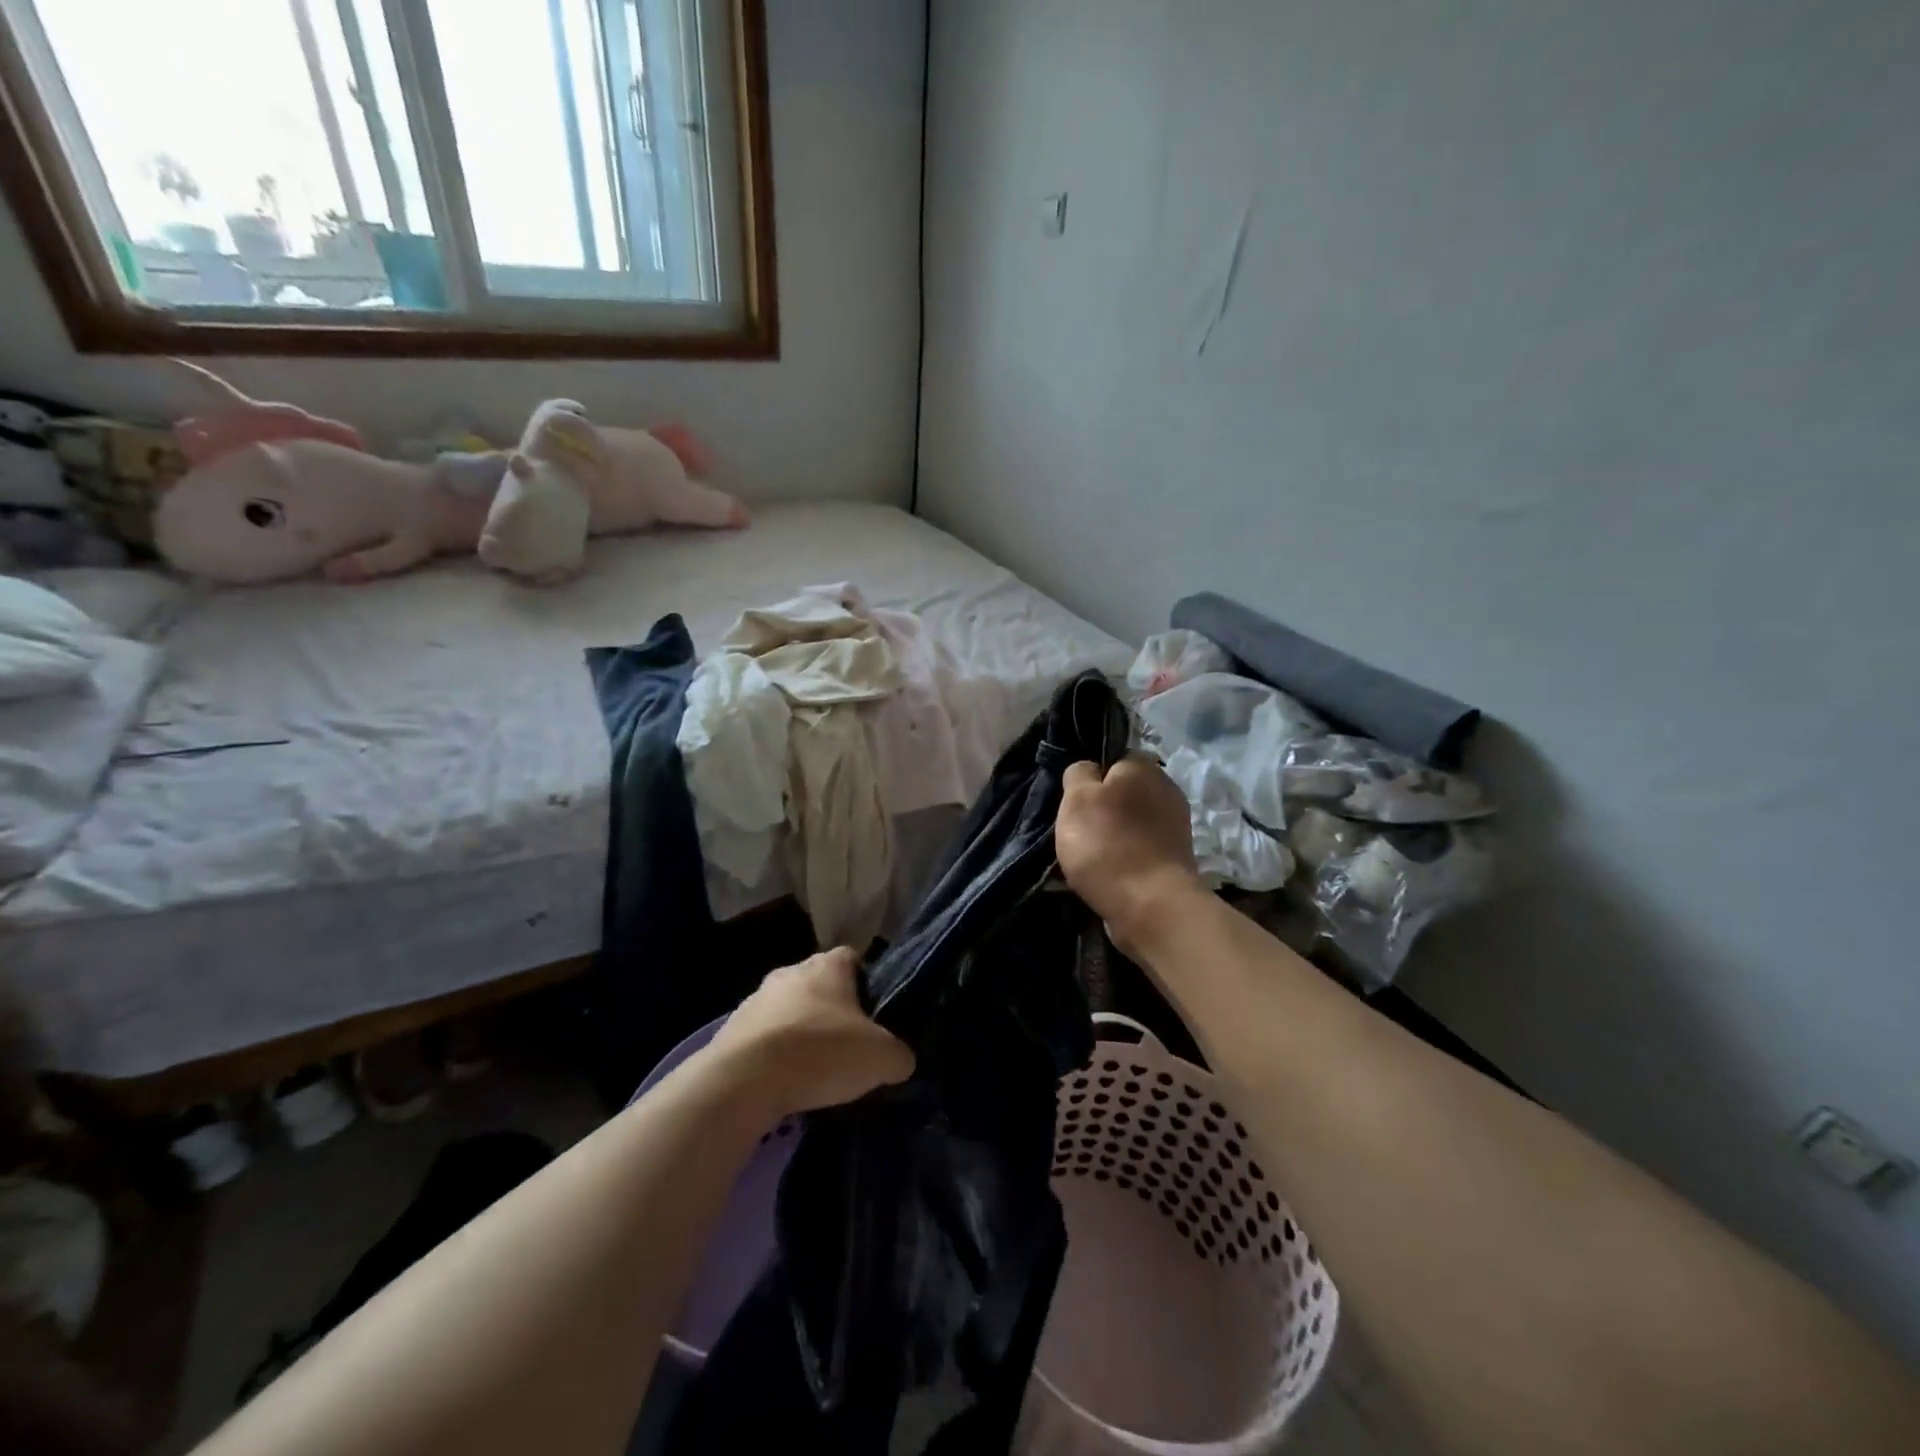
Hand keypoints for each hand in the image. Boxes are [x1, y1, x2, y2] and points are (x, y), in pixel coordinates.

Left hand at [706, 948, 914, 1117]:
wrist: (743, 1081)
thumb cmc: (821, 1052)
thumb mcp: (881, 1058)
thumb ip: (898, 1055)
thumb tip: (899, 1060)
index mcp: (828, 965)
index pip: (854, 959)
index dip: (868, 983)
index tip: (876, 1013)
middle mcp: (790, 971)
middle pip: (819, 985)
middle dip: (833, 1010)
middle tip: (849, 1046)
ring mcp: (756, 999)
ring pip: (789, 1011)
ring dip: (800, 1033)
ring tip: (814, 1071)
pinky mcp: (731, 1030)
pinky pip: (763, 1038)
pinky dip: (774, 1056)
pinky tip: (784, 1084)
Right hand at [1057, 756, 1206, 952]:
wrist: (1151, 906)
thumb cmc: (1107, 845)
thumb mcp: (1077, 798)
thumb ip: (1078, 774)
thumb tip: (1088, 770)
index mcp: (1144, 768)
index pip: (1111, 761)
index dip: (1089, 781)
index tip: (1074, 804)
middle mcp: (1166, 790)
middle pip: (1122, 795)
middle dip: (1102, 812)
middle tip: (1078, 834)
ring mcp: (1175, 827)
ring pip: (1131, 825)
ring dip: (1112, 839)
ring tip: (1090, 862)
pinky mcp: (1176, 860)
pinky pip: (1140, 851)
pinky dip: (1125, 861)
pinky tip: (1109, 877)